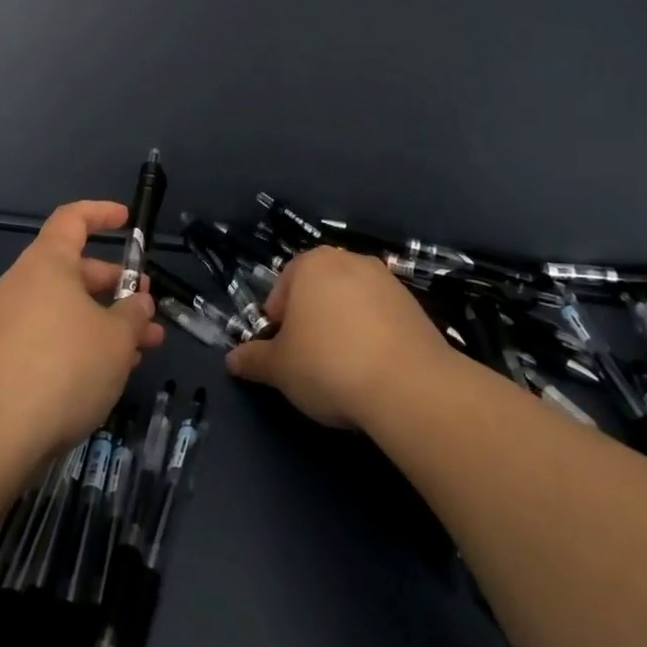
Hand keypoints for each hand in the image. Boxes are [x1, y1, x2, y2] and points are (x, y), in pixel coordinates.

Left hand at [0, 200, 163, 461]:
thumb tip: (137, 302)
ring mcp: (7, 324)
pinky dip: (80, 345)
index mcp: (47, 263)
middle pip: (74, 270)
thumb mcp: (116, 338)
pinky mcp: (1, 360)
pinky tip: (106, 377)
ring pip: (66, 310)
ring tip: (140, 352)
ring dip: (104, 323)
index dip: (102, 214)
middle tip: (148, 311)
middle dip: (116, 287)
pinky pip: (49, 337)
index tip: (128, 221)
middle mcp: (23, 285)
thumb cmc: (64, 367)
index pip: (72, 219)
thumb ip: (133, 313)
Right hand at [225, 246, 450, 429]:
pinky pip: (381, 318)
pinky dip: (372, 337)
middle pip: (318, 291)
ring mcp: (386, 281)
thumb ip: (253, 360)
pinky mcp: (414, 306)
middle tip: (309, 361)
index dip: (277, 323)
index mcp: (311, 263)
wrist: (409, 385)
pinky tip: (372, 370)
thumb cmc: (328, 364)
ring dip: (342, 328)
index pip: (282, 288)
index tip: (282, 354)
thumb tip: (232, 360)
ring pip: (350, 304)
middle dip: (310, 322)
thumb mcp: (279, 368)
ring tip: (343, 369)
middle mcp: (349, 260)